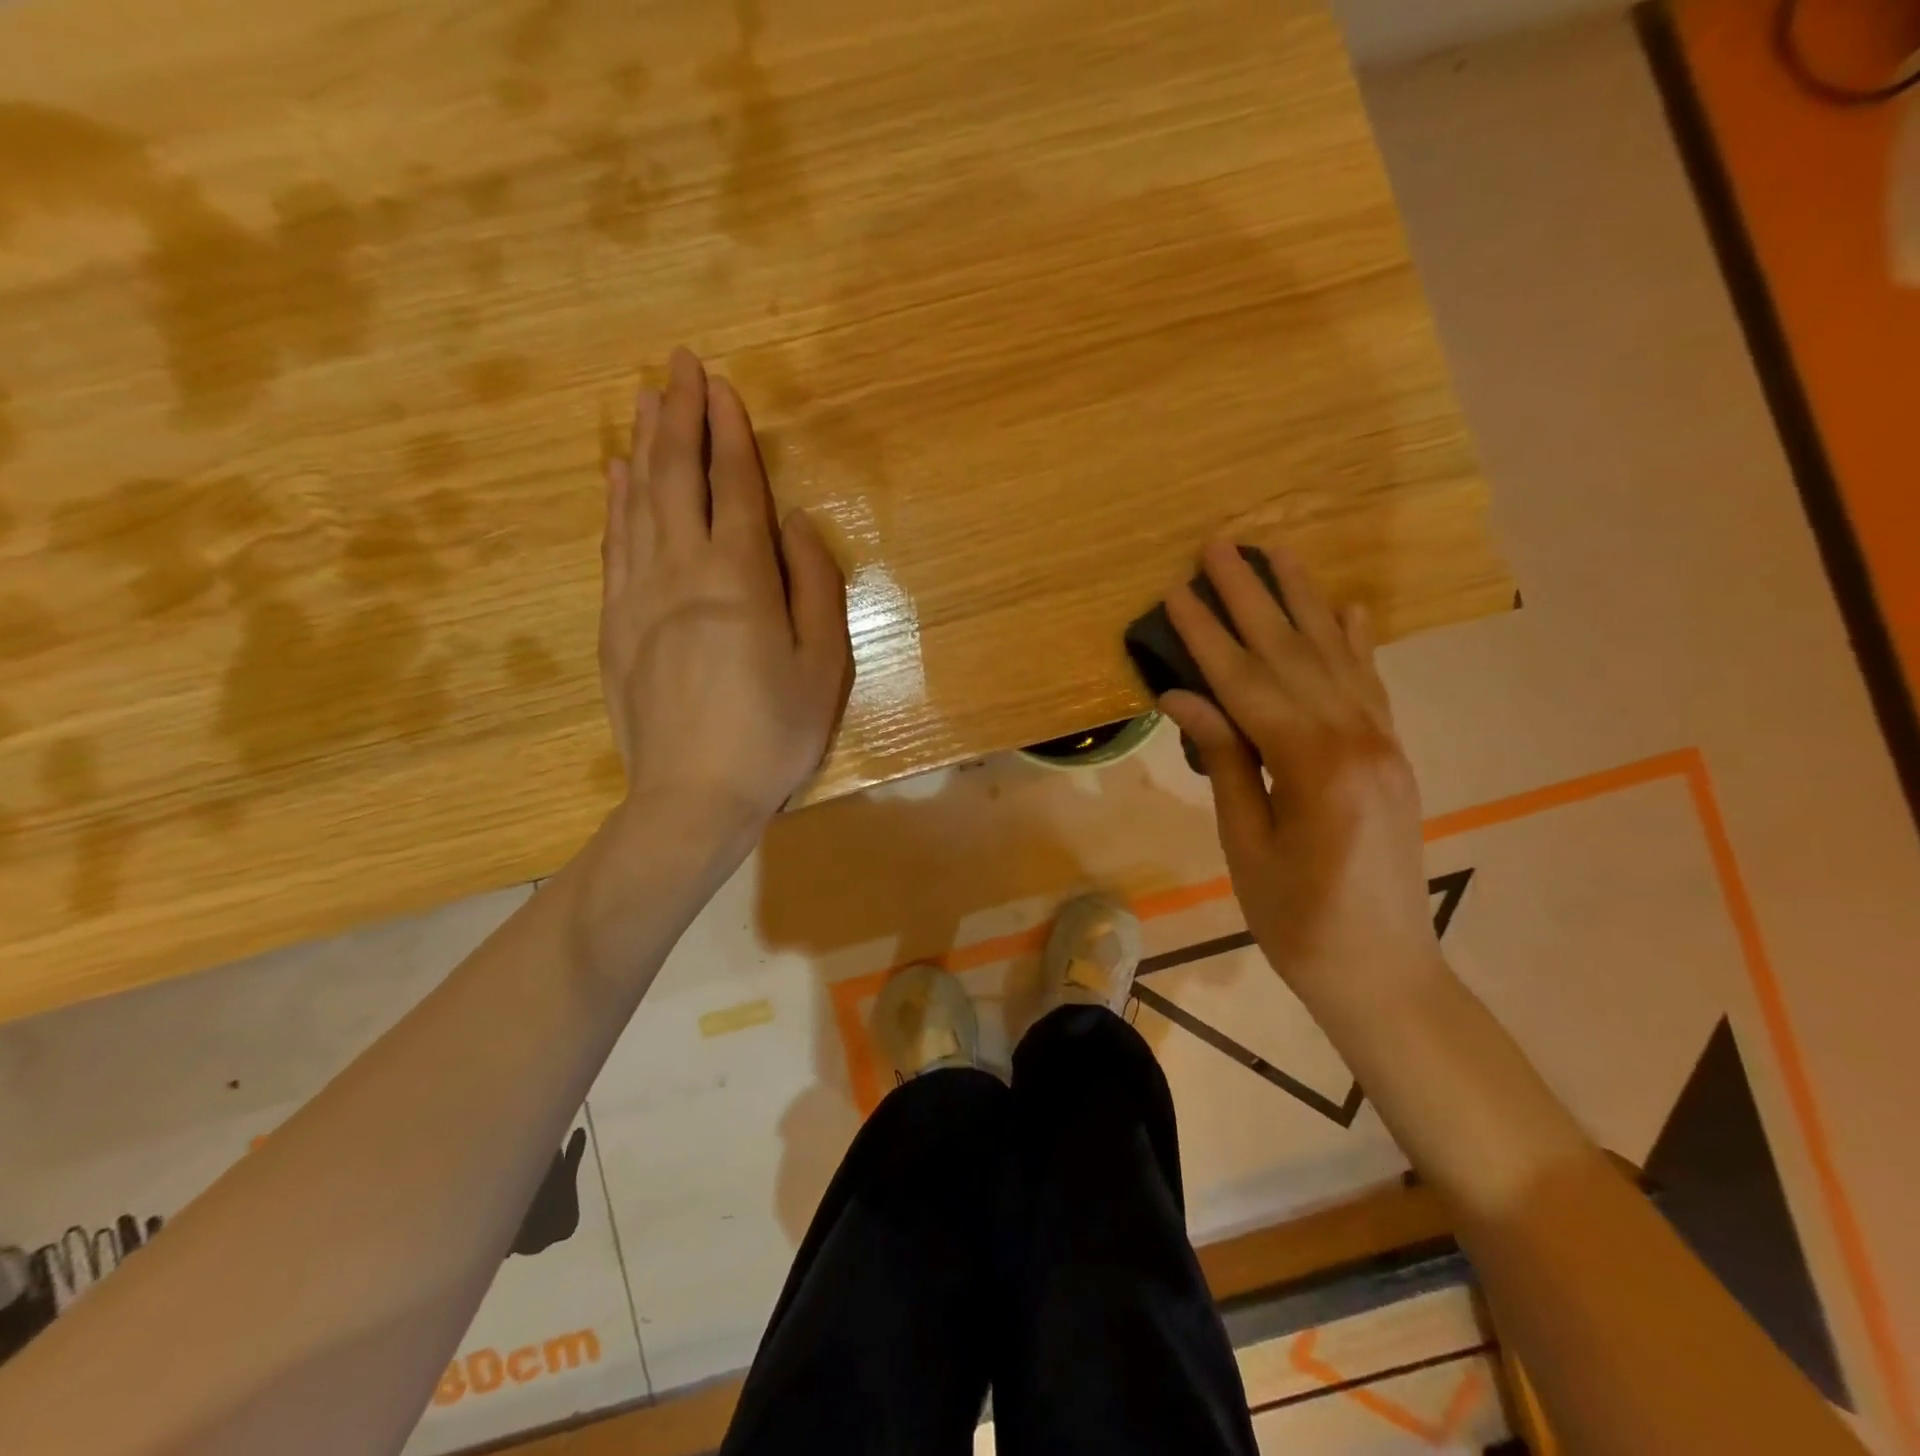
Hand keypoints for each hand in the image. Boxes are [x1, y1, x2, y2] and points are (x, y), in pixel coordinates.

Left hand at [599, 348, 851, 839]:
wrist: (692, 797)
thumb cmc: (773, 733)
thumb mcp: (823, 666)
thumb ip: (814, 586)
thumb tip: (794, 524)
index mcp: (739, 578)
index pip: (732, 486)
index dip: (728, 431)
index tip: (719, 383)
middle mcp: (681, 570)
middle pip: (675, 478)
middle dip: (678, 417)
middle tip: (676, 365)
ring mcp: (638, 595)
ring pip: (637, 503)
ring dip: (644, 447)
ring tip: (647, 402)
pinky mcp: (614, 624)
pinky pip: (613, 546)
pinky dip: (614, 502)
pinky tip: (615, 476)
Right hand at [1158, 541, 1441, 1009]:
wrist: (1383, 971)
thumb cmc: (1297, 921)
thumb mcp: (1246, 844)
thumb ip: (1223, 761)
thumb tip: (1185, 696)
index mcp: (1313, 766)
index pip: (1248, 683)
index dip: (1208, 636)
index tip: (1177, 590)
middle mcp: (1357, 738)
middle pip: (1293, 654)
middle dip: (1252, 596)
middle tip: (1220, 544)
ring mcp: (1382, 743)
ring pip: (1336, 656)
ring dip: (1302, 601)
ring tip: (1277, 552)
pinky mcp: (1391, 754)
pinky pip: (1371, 684)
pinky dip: (1355, 642)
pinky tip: (1345, 607)